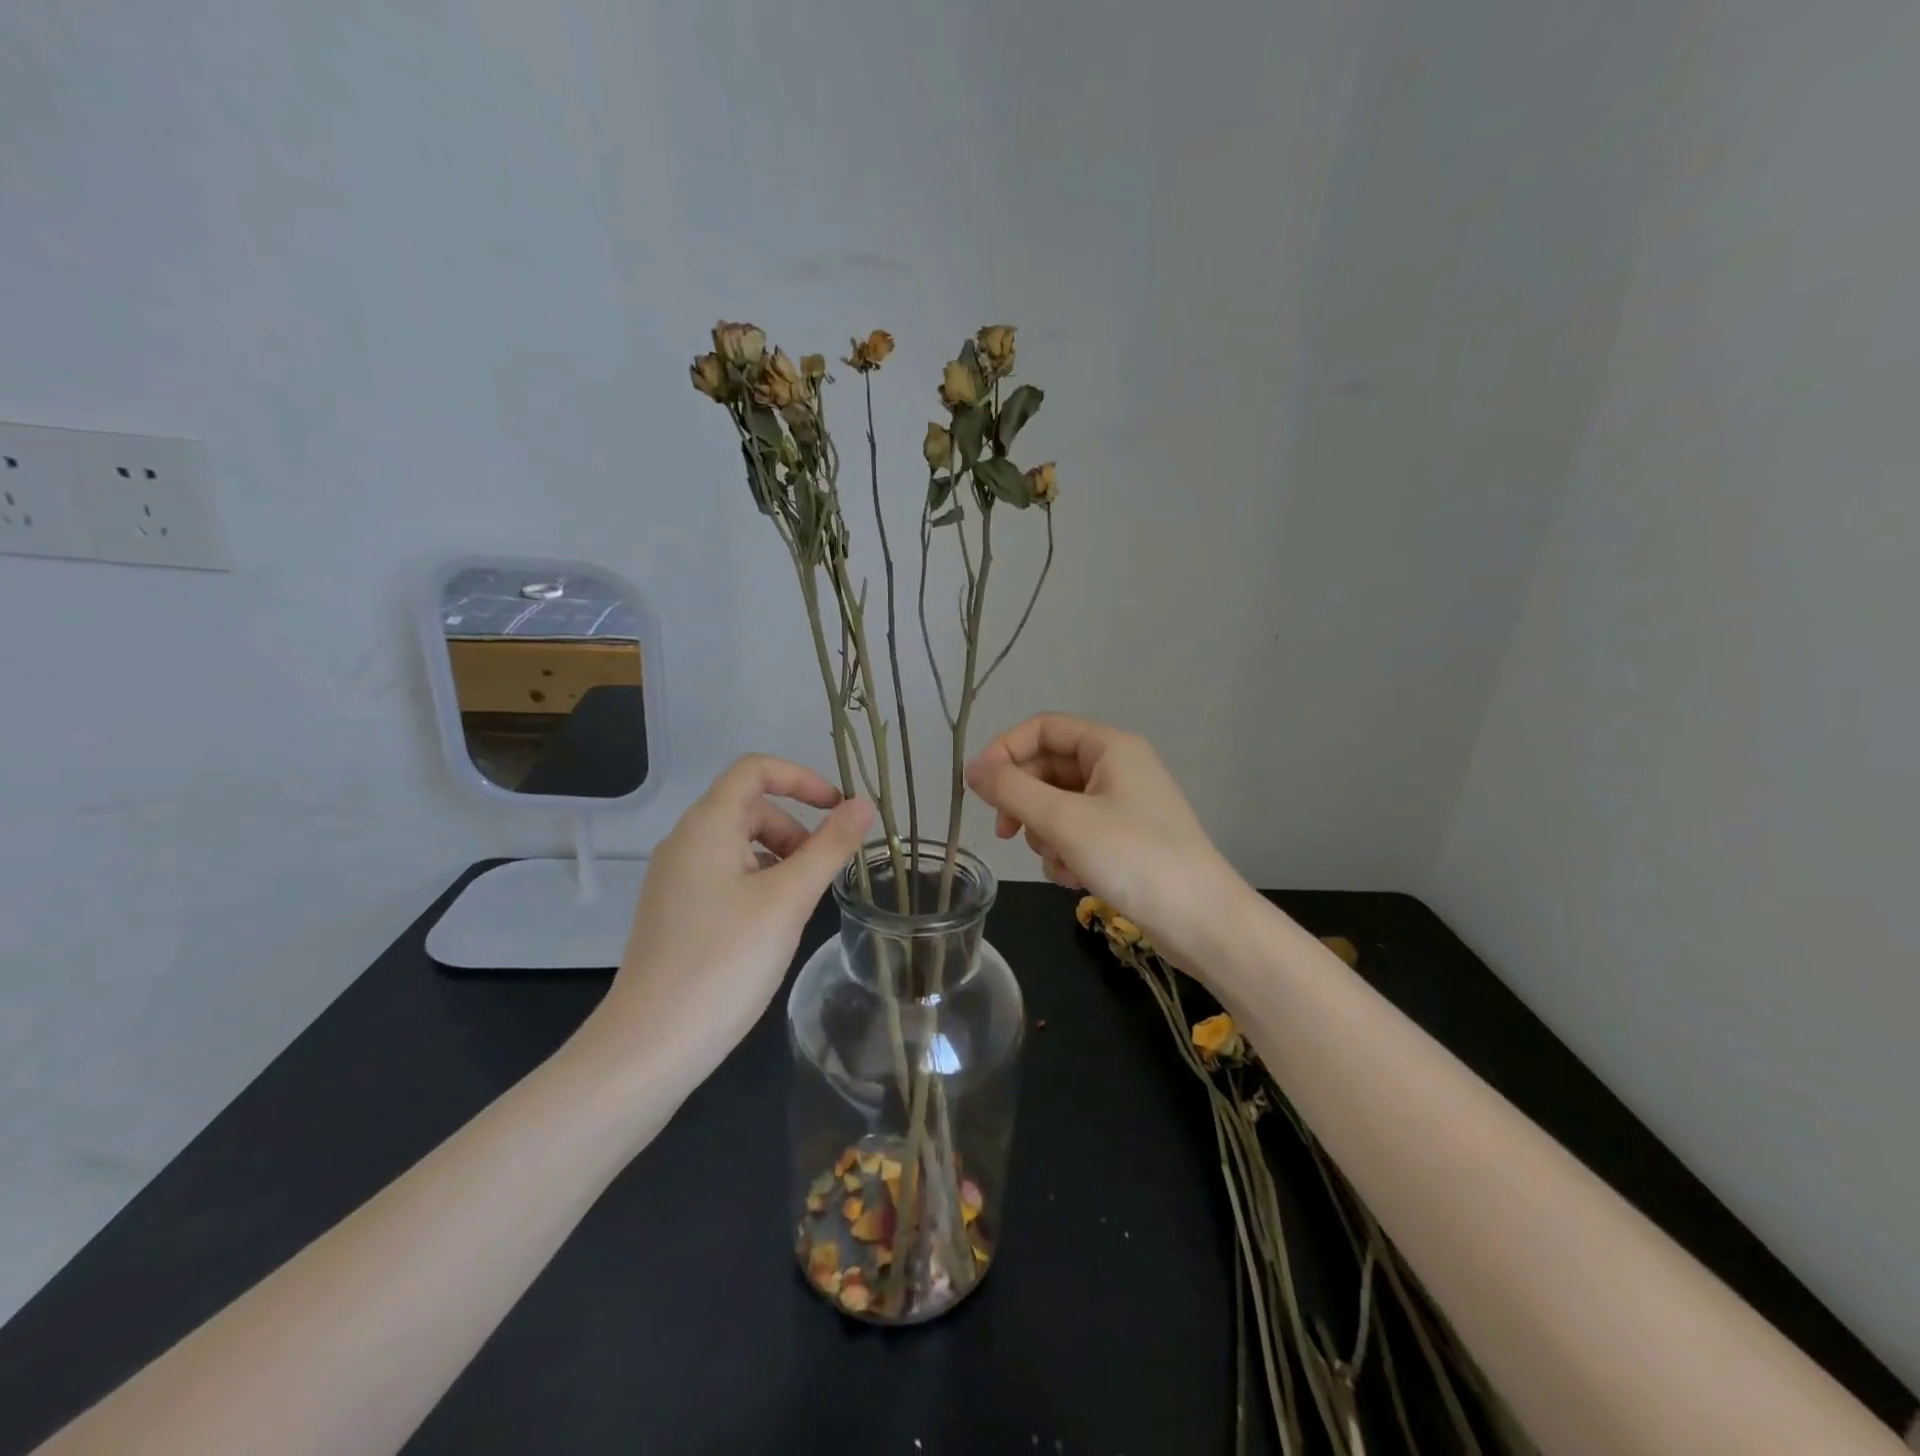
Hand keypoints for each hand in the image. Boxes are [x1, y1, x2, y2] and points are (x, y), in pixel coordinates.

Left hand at [583, 756, 872, 1079]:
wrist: (651, 1045)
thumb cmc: (725, 961)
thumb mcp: (789, 899)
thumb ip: (830, 847)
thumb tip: (865, 804)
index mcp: (707, 826)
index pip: (754, 769)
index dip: (802, 778)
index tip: (838, 809)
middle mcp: (684, 842)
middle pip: (749, 807)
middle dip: (795, 827)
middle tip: (822, 872)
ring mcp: (675, 879)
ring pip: (739, 844)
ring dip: (780, 857)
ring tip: (800, 904)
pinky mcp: (674, 911)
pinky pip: (724, 875)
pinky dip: (758, 882)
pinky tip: (770, 926)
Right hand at [965, 714, 1242, 967]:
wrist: (1201, 920)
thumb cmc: (1133, 857)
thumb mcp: (1064, 820)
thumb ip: (1011, 790)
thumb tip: (970, 768)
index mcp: (1109, 746)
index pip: (1042, 728)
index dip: (1005, 751)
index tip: (979, 787)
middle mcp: (1116, 767)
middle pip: (1048, 768)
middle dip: (1025, 802)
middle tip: (1005, 833)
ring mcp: (1122, 804)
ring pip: (1058, 805)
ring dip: (1046, 834)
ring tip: (1060, 862)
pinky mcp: (1124, 838)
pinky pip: (1077, 832)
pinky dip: (1067, 852)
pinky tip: (1075, 878)